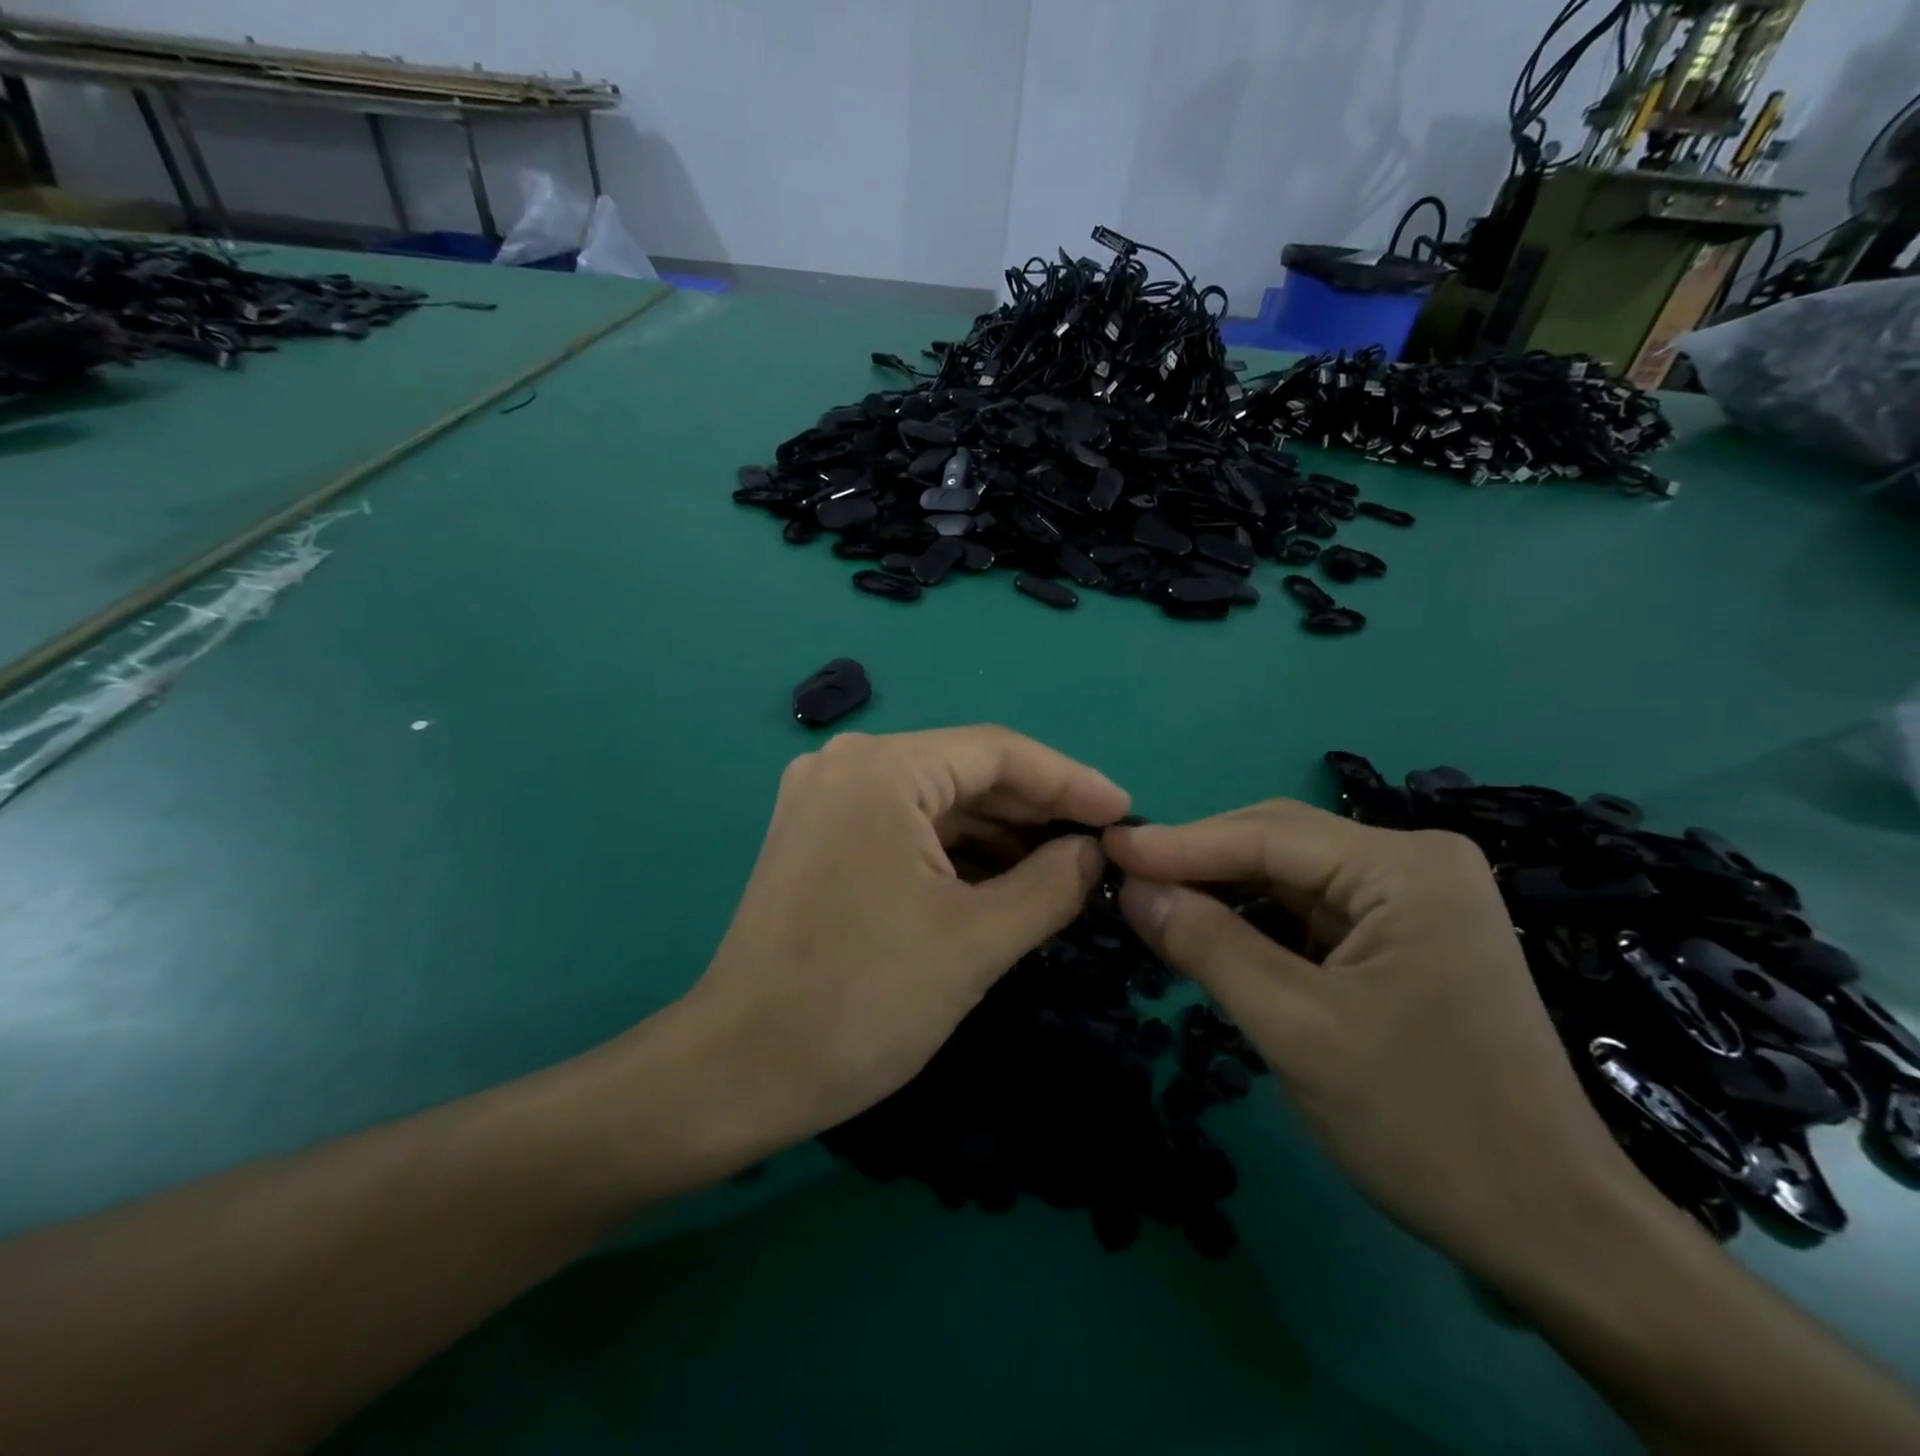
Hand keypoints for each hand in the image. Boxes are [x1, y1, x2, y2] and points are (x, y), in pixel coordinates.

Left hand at [673, 727, 1129, 1154]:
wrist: (740, 1070)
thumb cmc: (863, 1001)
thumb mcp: (977, 941)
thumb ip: (1052, 884)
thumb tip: (1095, 851)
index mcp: (881, 769)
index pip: (998, 752)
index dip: (1070, 781)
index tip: (1125, 813)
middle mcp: (846, 764)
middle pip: (965, 772)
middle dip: (1036, 810)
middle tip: (1100, 847)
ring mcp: (825, 799)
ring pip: (935, 801)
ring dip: (999, 834)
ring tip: (1062, 870)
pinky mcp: (818, 836)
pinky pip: (904, 826)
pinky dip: (956, 851)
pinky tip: (1002, 881)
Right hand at [1105, 801, 1648, 1273]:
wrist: (1550, 1230)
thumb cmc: (1425, 1123)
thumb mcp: (1295, 1028)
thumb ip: (1207, 944)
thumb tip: (1130, 888)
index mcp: (1405, 867)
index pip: (1266, 836)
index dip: (1178, 843)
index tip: (1106, 849)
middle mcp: (1415, 863)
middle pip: (1279, 844)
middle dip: (1199, 863)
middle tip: (1122, 880)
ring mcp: (1415, 900)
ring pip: (1290, 878)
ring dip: (1223, 893)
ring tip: (1154, 907)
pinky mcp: (1405, 937)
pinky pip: (1311, 912)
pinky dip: (1255, 923)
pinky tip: (1210, 935)